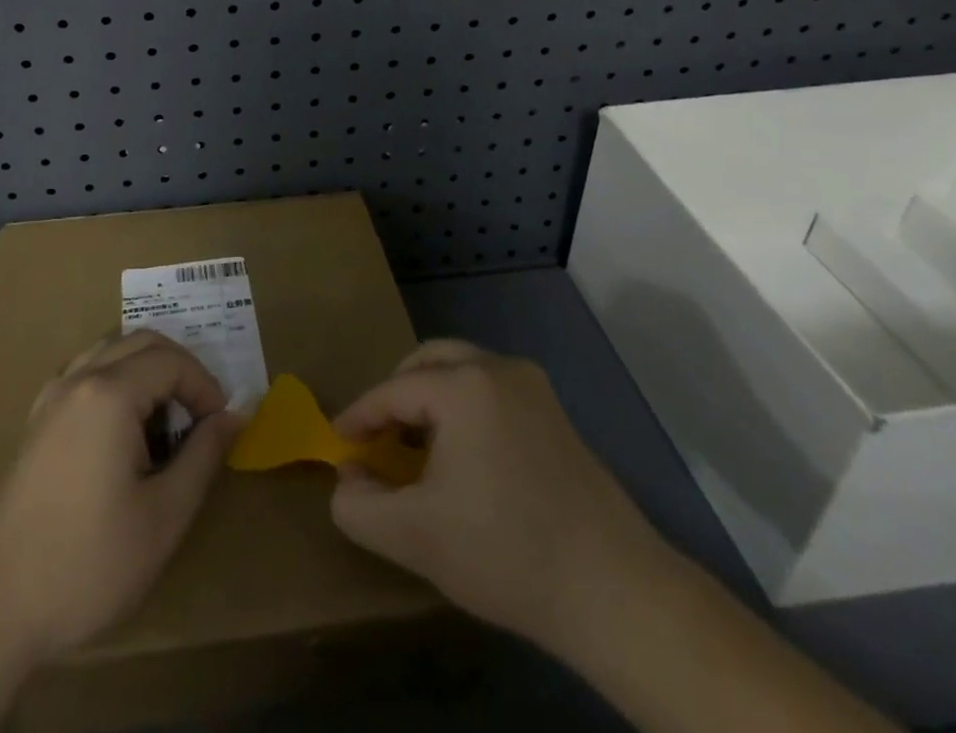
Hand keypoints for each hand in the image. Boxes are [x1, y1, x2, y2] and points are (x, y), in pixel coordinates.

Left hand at [0, 329, 241, 664]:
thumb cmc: (88, 563)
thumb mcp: (164, 516)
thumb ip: (204, 455)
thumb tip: (235, 414)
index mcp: (110, 393)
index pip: (172, 360)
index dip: (206, 386)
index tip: (221, 427)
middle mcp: (78, 379)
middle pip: (141, 342)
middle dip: (180, 370)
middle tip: (200, 418)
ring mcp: (50, 398)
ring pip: (110, 351)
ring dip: (146, 371)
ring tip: (165, 422)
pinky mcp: (35, 422)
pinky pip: (85, 374)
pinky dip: (115, 382)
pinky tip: (122, 433)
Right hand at [329, 339, 660, 652]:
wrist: (616, 593)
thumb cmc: (506, 553)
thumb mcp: (414, 536)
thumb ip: (359, 505)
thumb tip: (348, 477)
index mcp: (463, 385)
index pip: (392, 391)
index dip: (359, 417)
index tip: (338, 445)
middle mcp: (498, 369)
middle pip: (428, 362)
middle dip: (396, 396)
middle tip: (378, 438)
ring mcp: (533, 387)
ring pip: (462, 372)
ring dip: (430, 400)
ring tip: (415, 449)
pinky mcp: (556, 414)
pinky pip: (491, 392)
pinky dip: (463, 410)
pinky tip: (463, 458)